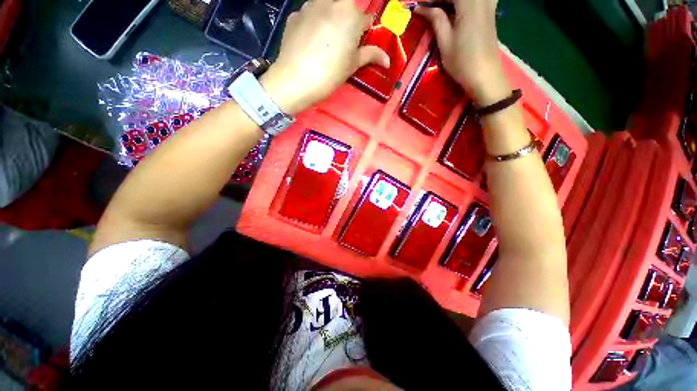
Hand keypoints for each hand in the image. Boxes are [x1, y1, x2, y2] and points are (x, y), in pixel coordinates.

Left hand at [261, 0, 389, 114]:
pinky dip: (313, 25)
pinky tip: (310, 43)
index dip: (365, 33)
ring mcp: (309, 5)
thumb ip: (370, 56)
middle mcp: (331, 1)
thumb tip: (387, 60)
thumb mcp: (352, 65)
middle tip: (342, 43)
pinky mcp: (294, 15)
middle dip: (347, 22)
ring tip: (324, 43)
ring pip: (326, 7)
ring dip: (330, 19)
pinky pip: (309, 16)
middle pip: (345, 8)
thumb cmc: (330, 73)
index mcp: (350, 13)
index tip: (360, 45)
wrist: (295, 80)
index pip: (366, 19)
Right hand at [417, 0, 509, 105]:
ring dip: (451, 4)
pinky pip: (477, 0)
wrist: (484, 75)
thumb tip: (422, 7)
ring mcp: (488, 4)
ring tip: (440, 11)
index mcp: (469, 3)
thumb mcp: (445, 41)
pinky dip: (463, 5)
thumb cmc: (462, 61)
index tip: (418, 6)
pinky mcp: (490, 12)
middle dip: (439, 1)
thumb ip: (436, 19)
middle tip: (427, 10)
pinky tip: (457, 11)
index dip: (431, 0)